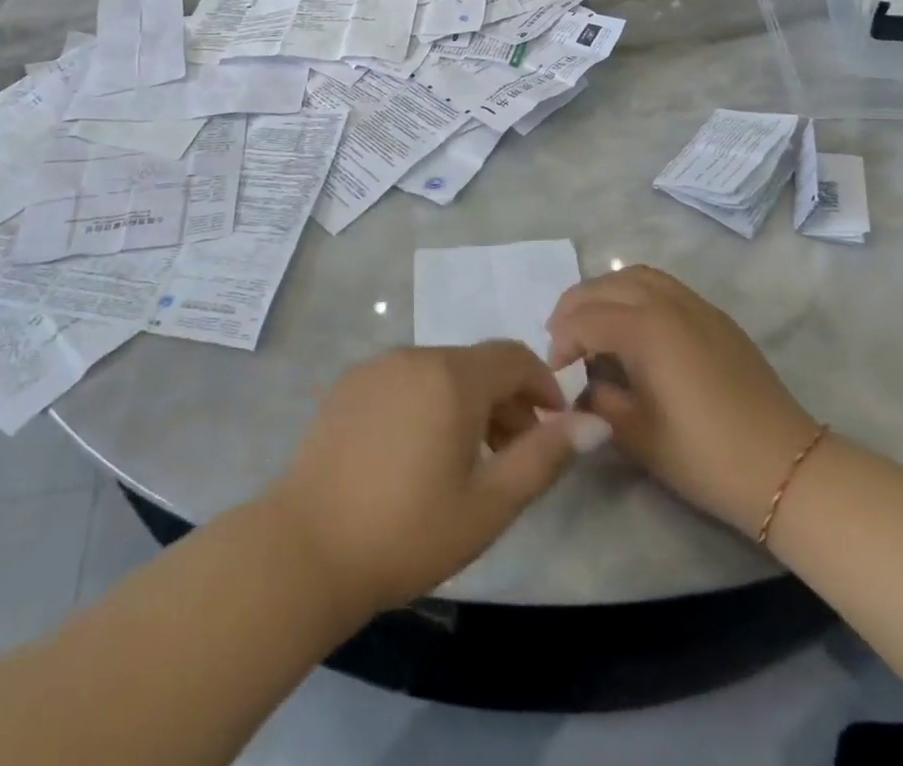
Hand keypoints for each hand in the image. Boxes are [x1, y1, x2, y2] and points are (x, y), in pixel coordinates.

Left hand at [264, 342, 608, 613]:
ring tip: (469, 459)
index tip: (554, 429)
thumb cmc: (409, 530)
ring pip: (440, 371)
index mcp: (452, 375)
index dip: (544, 386)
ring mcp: (376, 366)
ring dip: (468, 402)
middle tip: (514, 455)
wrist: (307, 548)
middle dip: (507, 400)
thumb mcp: (489, 504)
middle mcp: (414, 355)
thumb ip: (545, 456)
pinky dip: (428, 401)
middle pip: (477, 364)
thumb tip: (595, 422)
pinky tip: (418, 452)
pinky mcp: (349, 385)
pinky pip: (405, 380)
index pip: (514, 356)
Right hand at [547, 266, 818, 533]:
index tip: (555, 372)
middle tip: (560, 338)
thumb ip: (598, 400)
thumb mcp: (636, 436)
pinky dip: (633, 291)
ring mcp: (694, 304)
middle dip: (574, 307)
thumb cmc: (705, 457)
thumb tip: (583, 383)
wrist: (786, 468)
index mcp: (645, 329)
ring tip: (590, 321)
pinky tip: (631, 323)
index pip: (584, 320)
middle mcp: (666, 302)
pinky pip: (662, 285)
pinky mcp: (714, 315)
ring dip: (603, 292)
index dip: (561, 343)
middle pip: (604, 286)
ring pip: (634, 276)